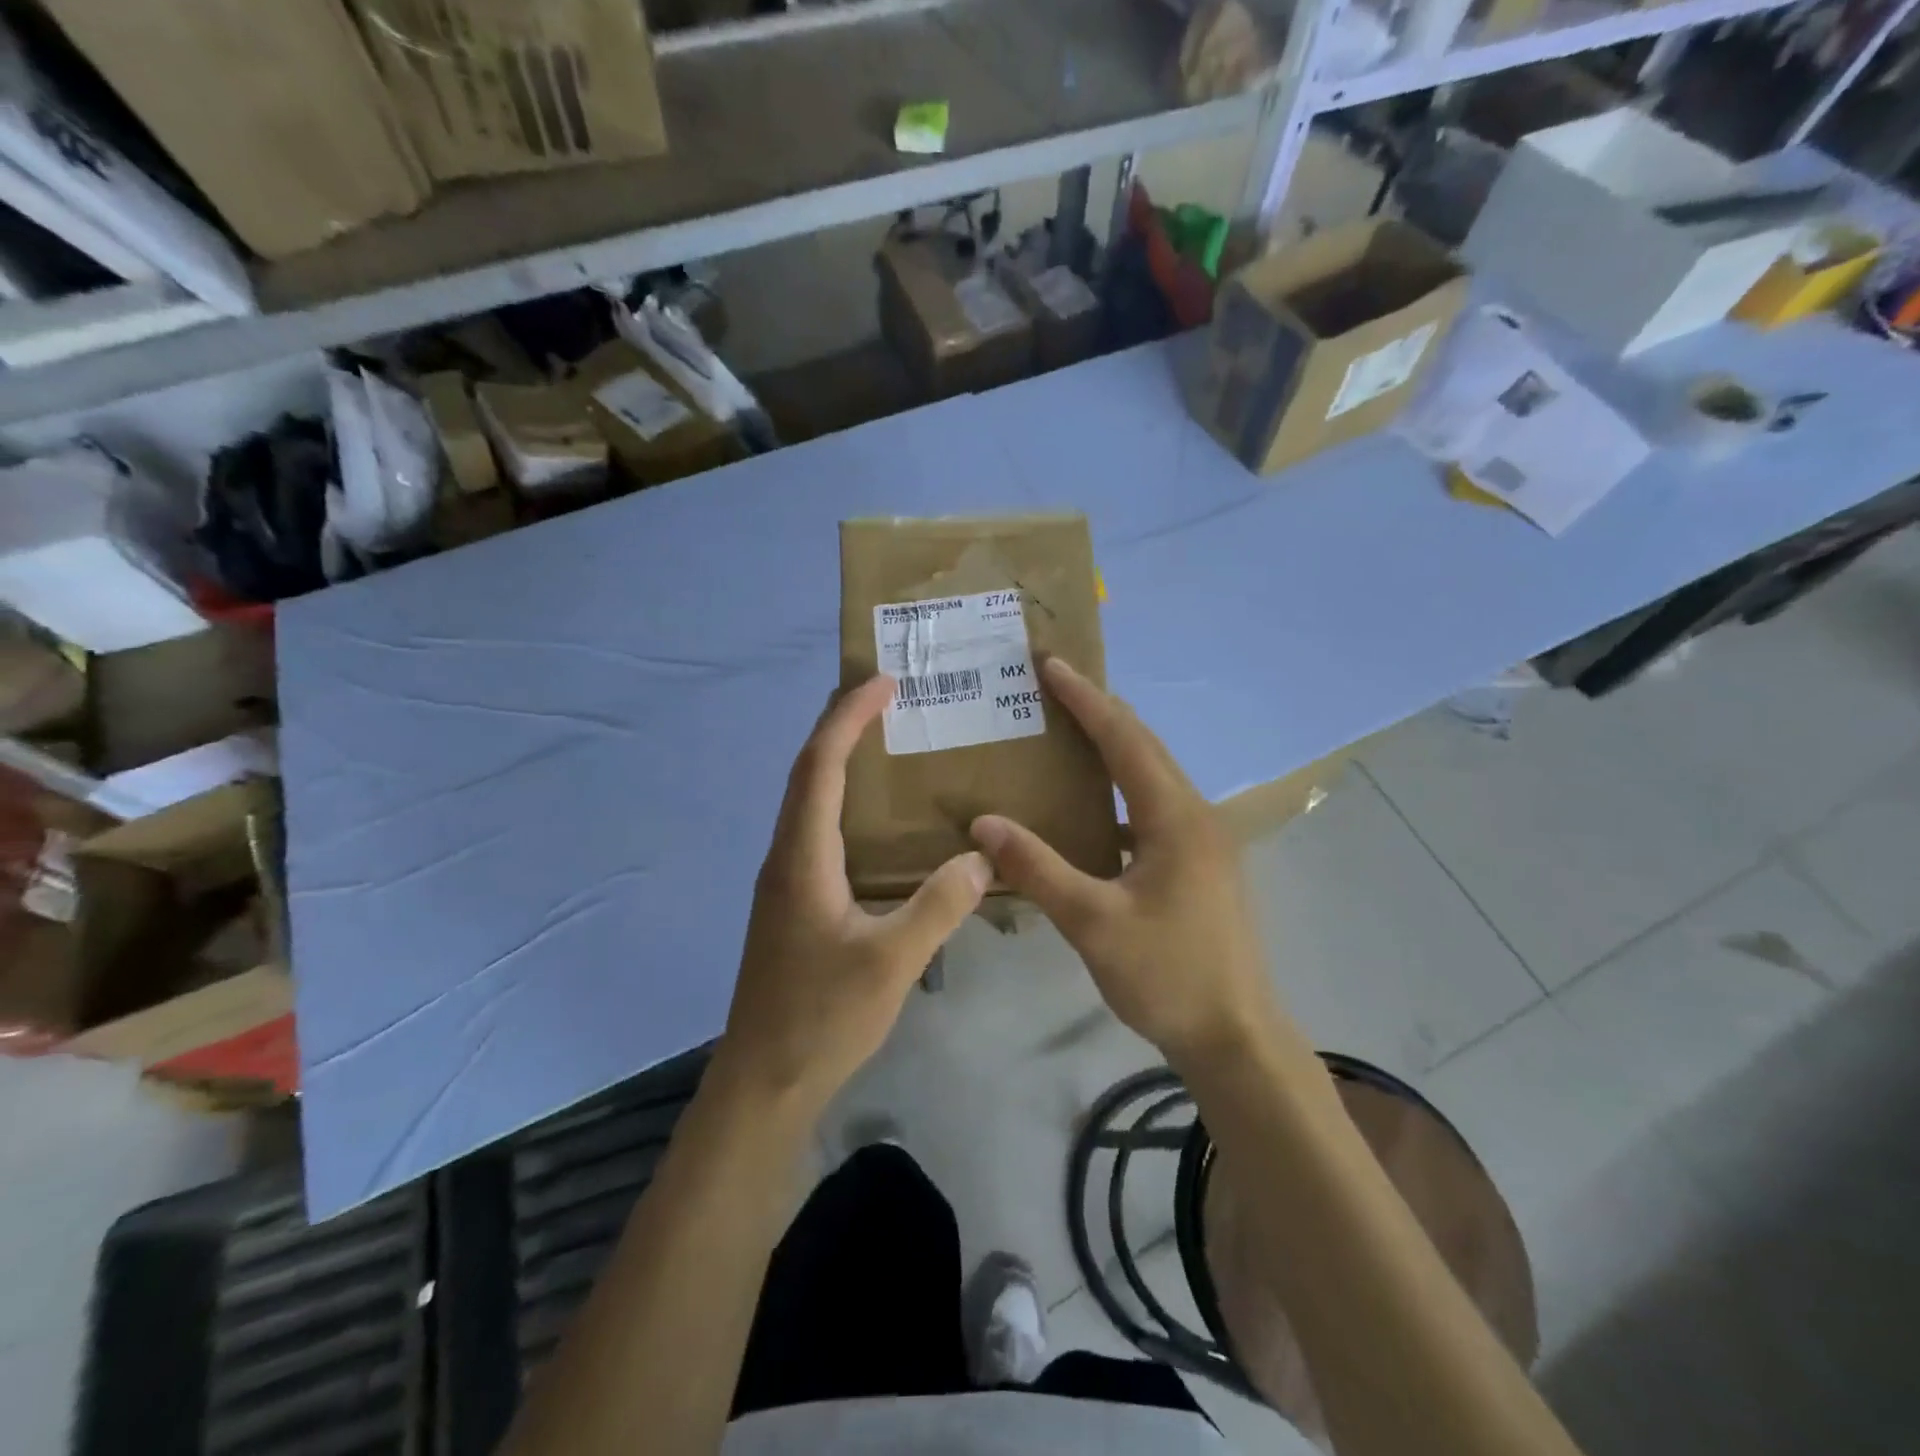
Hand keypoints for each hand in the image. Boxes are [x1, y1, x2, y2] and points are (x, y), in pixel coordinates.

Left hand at [713, 674, 990, 1117]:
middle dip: (840, 726)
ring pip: (808, 802)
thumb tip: (979, 855)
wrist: (763, 1080)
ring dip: (839, 761)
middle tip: (885, 697)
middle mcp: (786, 857)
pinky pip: (817, 831)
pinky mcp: (793, 903)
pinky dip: (843, 802)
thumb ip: (937, 907)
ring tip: (885, 742)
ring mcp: (785, 881)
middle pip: (807, 772)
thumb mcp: (891, 963)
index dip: (848, 718)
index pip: (820, 766)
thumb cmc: (820, 1018)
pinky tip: (877, 821)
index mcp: (802, 857)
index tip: (882, 683)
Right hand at [970, 658, 1279, 1068]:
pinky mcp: (1199, 866)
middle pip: (1144, 747)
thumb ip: (1037, 868)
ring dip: (1112, 749)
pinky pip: (1153, 809)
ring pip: (1151, 777)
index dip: (1085, 699)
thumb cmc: (1168, 976)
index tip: (1050, 664)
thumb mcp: (1093, 922)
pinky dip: (1120, 793)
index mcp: (1175, 817)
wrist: (1236, 1038)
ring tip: (1066, 734)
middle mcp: (1195, 816)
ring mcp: (1202, 842)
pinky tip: (1090, 811)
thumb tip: (983, 822)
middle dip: (1099, 711)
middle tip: (1052, 687)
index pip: (1124, 739)